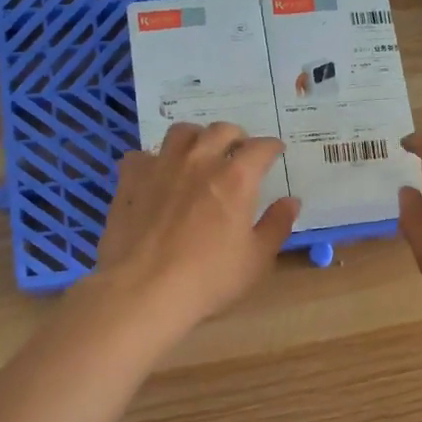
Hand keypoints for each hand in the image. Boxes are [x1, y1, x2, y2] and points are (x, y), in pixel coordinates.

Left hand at [93, 122, 299, 331]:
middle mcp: (199, 162)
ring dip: (196, 138)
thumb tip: (291, 201)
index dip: (272, 147)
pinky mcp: (130, 180)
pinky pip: (142, 155)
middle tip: (239, 151)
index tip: (276, 152)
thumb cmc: (209, 278)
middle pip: (221, 131)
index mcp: (236, 179)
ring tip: (200, 153)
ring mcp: (161, 167)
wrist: (143, 290)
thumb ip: (276, 225)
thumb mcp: (256, 259)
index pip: (260, 148)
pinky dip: (154, 160)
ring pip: (181, 132)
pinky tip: (157, 175)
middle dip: (236, 137)